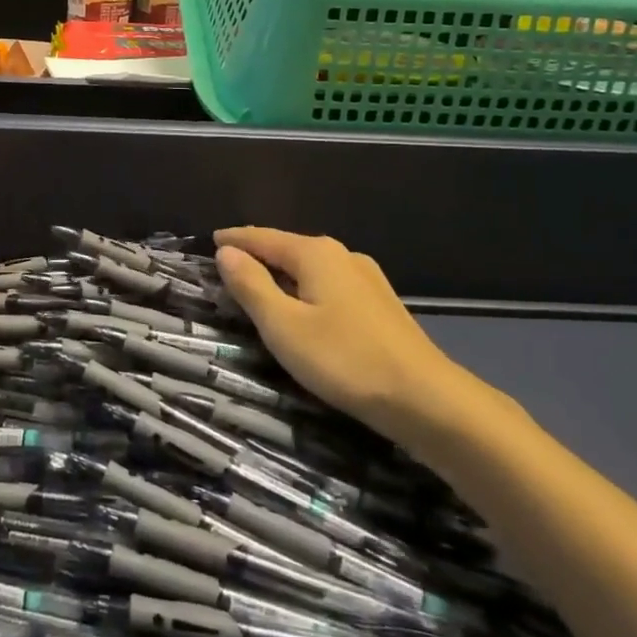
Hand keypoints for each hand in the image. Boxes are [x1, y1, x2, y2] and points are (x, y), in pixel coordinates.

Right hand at [214, 227, 493, 447]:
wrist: (426, 399)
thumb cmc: (344, 359)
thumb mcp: (283, 326)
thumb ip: (251, 286)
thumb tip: (227, 252)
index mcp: (314, 254)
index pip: (262, 237)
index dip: (234, 240)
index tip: (210, 242)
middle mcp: (341, 255)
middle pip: (287, 249)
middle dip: (257, 256)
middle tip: (228, 269)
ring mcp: (366, 278)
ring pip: (311, 268)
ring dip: (282, 275)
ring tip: (260, 289)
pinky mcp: (379, 304)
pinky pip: (329, 285)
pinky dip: (306, 290)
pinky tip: (304, 309)